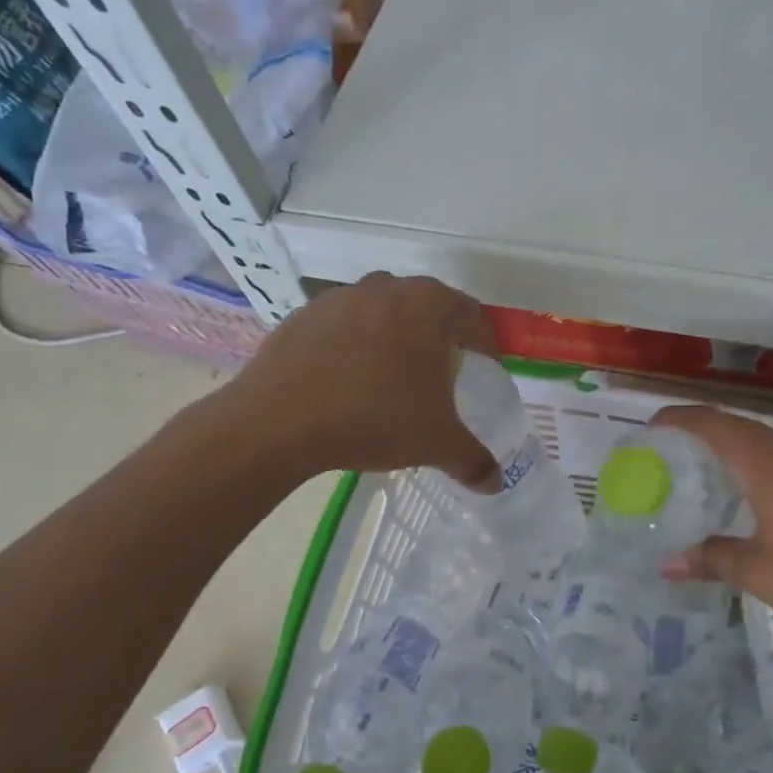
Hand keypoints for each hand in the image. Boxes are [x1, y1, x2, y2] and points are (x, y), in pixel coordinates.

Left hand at [217, 273, 499, 488]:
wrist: (277, 422)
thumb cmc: (374, 418)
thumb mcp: (436, 443)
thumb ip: (473, 460)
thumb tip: (495, 484)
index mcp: (429, 306)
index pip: (472, 317)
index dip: (484, 345)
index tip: (484, 369)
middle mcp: (389, 288)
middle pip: (428, 307)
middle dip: (440, 337)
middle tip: (442, 374)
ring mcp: (342, 297)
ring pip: (384, 312)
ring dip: (396, 336)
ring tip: (393, 376)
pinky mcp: (305, 314)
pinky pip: (345, 325)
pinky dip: (355, 345)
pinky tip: (348, 381)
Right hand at [653, 406, 772, 662]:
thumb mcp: (761, 572)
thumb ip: (713, 558)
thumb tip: (667, 563)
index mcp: (768, 462)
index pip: (713, 423)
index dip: (679, 419)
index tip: (650, 427)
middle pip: (738, 428)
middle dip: (701, 434)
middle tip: (668, 456)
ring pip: (766, 446)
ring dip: (733, 453)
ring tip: (704, 478)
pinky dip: (759, 471)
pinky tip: (754, 504)